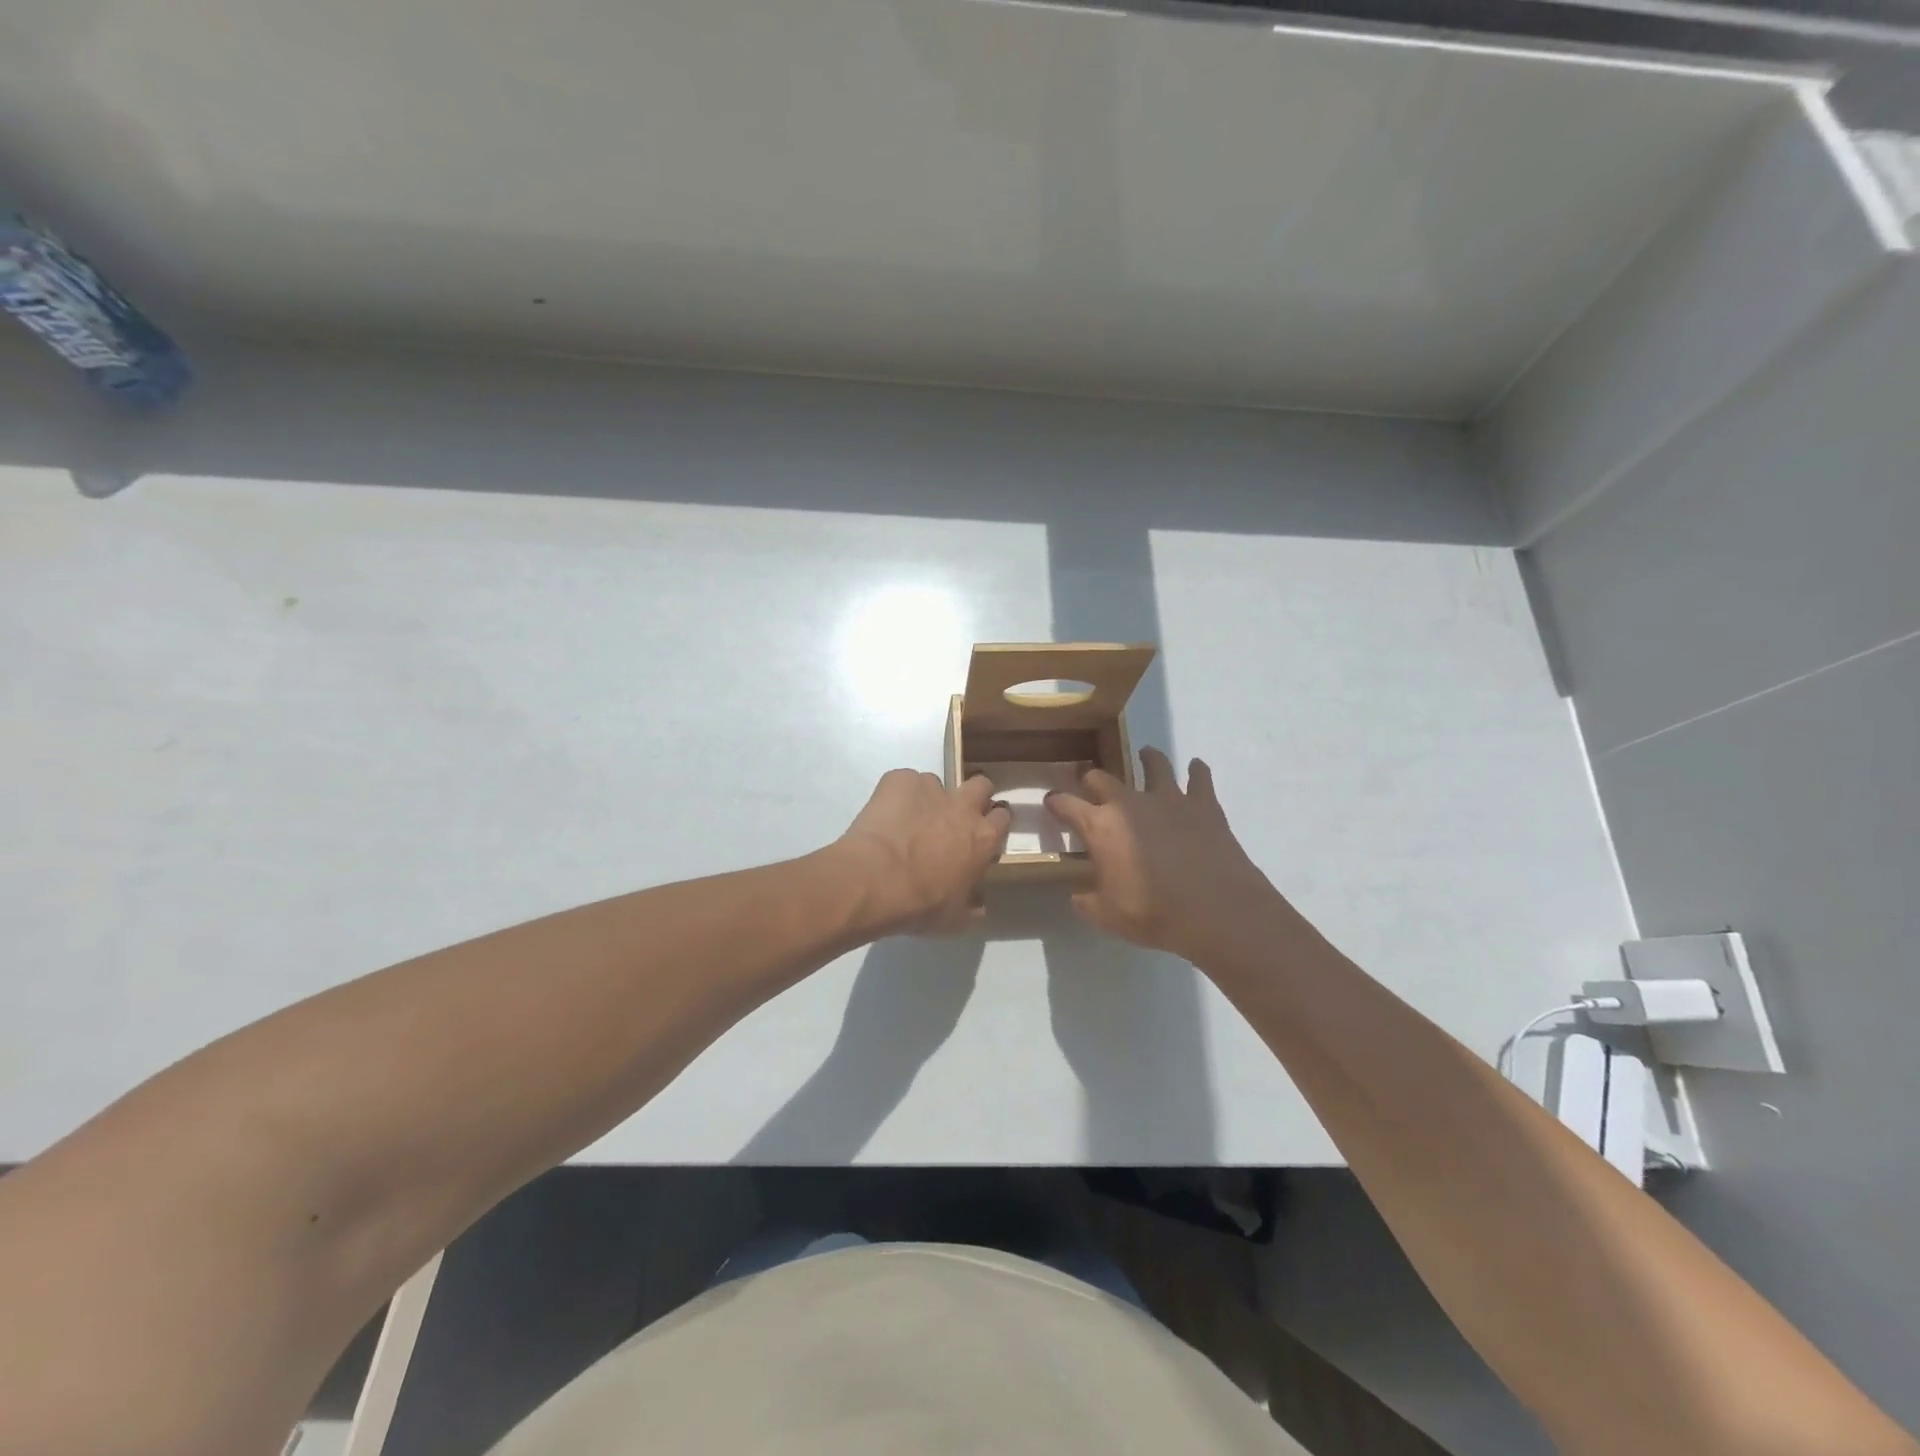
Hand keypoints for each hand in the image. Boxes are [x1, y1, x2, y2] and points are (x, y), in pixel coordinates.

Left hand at [832, 770, 1011, 934]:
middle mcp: (962, 806)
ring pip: (936, 782)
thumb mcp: (955, 919)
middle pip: (981, 785)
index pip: (1002, 817)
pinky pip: (903, 781)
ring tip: (907, 820)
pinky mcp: (898, 780)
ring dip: (928, 798)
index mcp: (982, 838)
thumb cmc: (920, 905)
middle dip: (972, 796)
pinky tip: (884, 815)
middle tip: (954, 817)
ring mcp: (930, 787)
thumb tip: (979, 904)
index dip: (992, 823)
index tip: (982, 834)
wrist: (874, 880)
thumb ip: (972, 907)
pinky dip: (897, 795)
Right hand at [1045, 748, 1288, 963]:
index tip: (1051, 802)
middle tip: (1090, 783)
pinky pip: (1200, 777)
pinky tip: (1195, 768)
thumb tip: (1077, 895)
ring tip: (1145, 756)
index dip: (1055, 802)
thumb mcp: (1107, 916)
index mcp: (1100, 827)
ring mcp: (1169, 798)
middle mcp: (1129, 803)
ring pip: (1153, 764)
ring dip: (1146, 759)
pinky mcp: (1204, 804)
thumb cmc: (1155, 914)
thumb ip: (1087, 901)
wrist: (1216, 911)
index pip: (1066, 805)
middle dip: (1091, 779)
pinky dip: (1196, 771)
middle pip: (1102, 778)